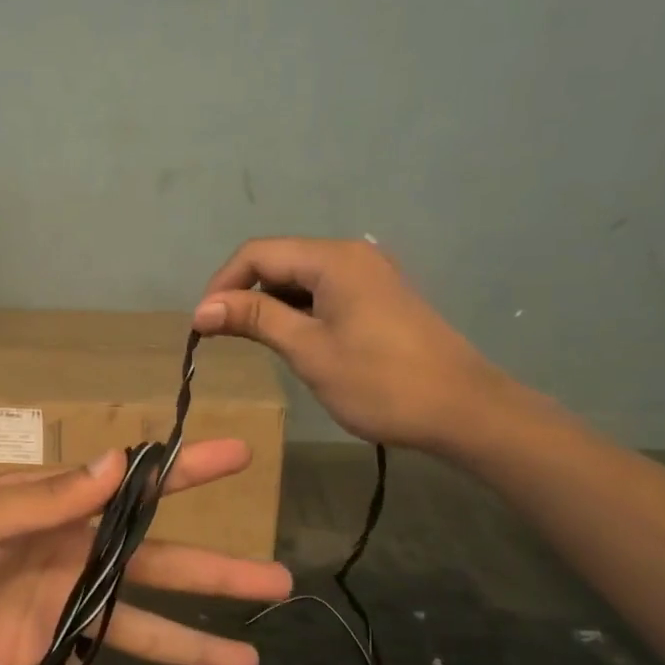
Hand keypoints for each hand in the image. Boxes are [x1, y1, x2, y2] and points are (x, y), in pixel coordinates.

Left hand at [0, 440, 291, 664]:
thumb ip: (52, 498)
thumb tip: (119, 461)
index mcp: (63, 513)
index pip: (138, 489)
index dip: (189, 472)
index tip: (240, 456)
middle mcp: (75, 558)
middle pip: (160, 567)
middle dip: (218, 573)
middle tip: (278, 580)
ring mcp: (63, 610)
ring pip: (140, 629)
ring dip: (191, 647)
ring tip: (248, 664)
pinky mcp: (41, 657)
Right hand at [193, 237, 511, 450]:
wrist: (463, 410)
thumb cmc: (381, 382)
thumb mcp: (309, 351)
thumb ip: (255, 320)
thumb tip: (201, 309)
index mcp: (333, 259)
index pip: (257, 253)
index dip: (222, 285)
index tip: (202, 325)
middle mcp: (351, 255)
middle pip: (278, 260)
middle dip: (244, 294)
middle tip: (222, 337)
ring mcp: (369, 275)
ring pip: (300, 278)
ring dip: (269, 304)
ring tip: (253, 343)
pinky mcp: (379, 297)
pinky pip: (324, 292)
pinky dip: (297, 311)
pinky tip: (292, 341)